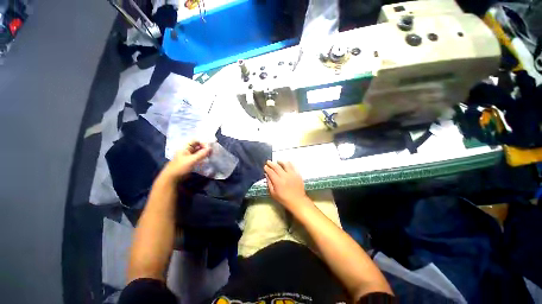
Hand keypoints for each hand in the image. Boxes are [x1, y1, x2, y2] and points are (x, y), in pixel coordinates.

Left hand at [162, 141, 210, 180]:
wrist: (172, 179)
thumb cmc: (181, 167)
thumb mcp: (192, 160)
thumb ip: (202, 154)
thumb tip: (210, 148)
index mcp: (185, 147)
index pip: (196, 141)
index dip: (203, 143)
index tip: (209, 148)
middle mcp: (187, 150)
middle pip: (197, 146)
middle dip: (205, 148)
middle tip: (212, 152)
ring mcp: (189, 156)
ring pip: (198, 152)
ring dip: (204, 153)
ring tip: (210, 155)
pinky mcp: (191, 162)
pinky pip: (198, 157)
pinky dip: (203, 157)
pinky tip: (207, 159)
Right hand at [264, 161, 311, 211]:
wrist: (297, 201)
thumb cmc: (284, 199)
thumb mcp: (273, 194)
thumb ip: (269, 183)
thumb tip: (267, 175)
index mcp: (278, 181)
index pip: (271, 172)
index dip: (267, 168)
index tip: (265, 166)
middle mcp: (284, 176)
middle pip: (277, 167)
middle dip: (271, 163)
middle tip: (268, 161)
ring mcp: (292, 174)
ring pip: (285, 164)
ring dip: (280, 162)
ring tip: (278, 161)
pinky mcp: (297, 174)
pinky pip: (293, 166)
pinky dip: (289, 163)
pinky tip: (287, 163)